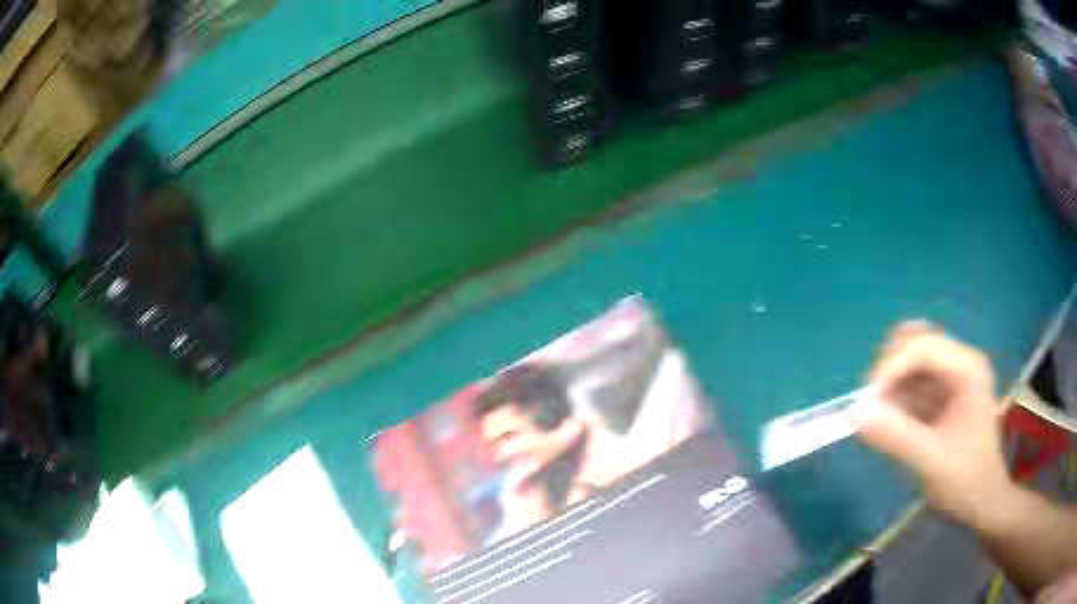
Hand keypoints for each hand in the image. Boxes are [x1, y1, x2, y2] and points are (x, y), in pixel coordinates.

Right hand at [853, 321, 1014, 529]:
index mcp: (967, 369)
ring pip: (911, 364)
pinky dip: (895, 400)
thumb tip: (854, 414)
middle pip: (917, 343)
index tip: (866, 400)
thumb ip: (896, 437)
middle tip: (872, 403)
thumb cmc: (966, 481)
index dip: (892, 365)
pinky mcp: (940, 398)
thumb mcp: (932, 462)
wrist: (982, 503)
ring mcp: (951, 380)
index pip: (924, 345)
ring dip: (891, 386)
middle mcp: (960, 364)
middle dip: (890, 369)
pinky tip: (890, 424)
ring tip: (879, 417)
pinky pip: (911, 387)